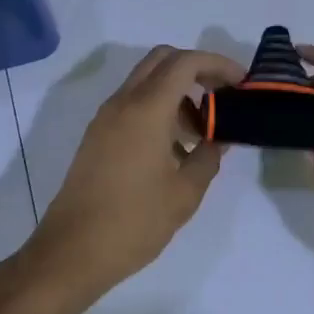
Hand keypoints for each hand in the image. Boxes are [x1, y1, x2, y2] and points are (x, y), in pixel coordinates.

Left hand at [29, 46, 243, 302]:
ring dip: (178, 90)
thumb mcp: (185, 192)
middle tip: (223, 94)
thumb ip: (209, 156)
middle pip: (163, 60)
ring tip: (204, 130)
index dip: (218, 64)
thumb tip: (219, 139)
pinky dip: (159, 108)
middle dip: (197, 68)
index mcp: (147, 109)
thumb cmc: (134, 221)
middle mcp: (123, 102)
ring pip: (147, 81)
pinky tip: (176, 147)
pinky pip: (133, 104)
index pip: (186, 62)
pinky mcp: (97, 136)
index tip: (242, 83)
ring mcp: (106, 118)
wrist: (71, 253)